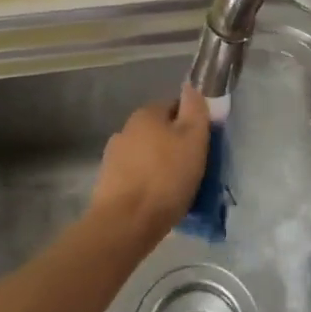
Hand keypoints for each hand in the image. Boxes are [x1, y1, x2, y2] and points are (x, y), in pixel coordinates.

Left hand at [89, 84, 210, 246]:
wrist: (125, 224)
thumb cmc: (165, 177)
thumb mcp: (193, 139)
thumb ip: (195, 110)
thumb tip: (191, 87)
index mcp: (146, 113)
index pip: (175, 107)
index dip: (192, 124)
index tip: (203, 145)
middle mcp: (126, 129)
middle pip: (160, 132)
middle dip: (175, 147)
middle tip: (193, 169)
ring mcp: (113, 157)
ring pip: (147, 156)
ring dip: (160, 166)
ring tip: (176, 191)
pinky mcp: (107, 184)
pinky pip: (136, 178)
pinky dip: (147, 185)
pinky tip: (157, 203)